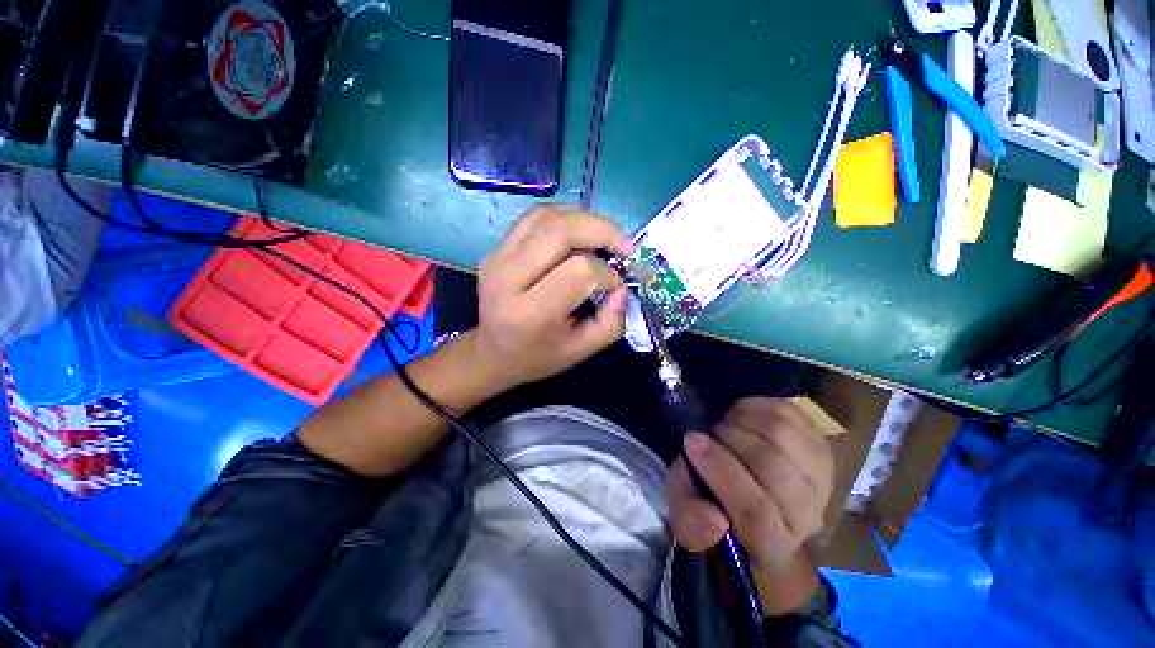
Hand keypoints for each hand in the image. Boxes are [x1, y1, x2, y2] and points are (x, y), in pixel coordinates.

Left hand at [472, 205, 633, 390]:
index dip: (607, 274)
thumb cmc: (538, 356)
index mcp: (530, 312)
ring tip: (605, 238)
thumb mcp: (581, 351)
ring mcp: (497, 258)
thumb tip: (621, 286)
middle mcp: (508, 278)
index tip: (616, 286)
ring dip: (584, 220)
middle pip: (561, 232)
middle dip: (602, 231)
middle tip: (624, 246)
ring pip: (547, 217)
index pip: (579, 271)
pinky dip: (564, 217)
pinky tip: (580, 233)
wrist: (492, 353)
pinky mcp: (496, 248)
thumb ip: (611, 323)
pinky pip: (535, 218)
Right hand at [667, 398, 833, 570]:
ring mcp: (819, 478)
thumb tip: (713, 518)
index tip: (692, 441)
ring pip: (783, 435)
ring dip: (743, 420)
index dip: (720, 469)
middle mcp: (806, 515)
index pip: (756, 510)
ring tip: (725, 424)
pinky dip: (758, 406)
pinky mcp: (820, 446)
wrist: (752, 494)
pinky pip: (791, 414)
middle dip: (730, 438)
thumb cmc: (714, 505)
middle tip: (709, 432)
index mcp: (771, 543)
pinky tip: (741, 414)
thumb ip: (691, 521)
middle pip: (773, 466)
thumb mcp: (688, 518)